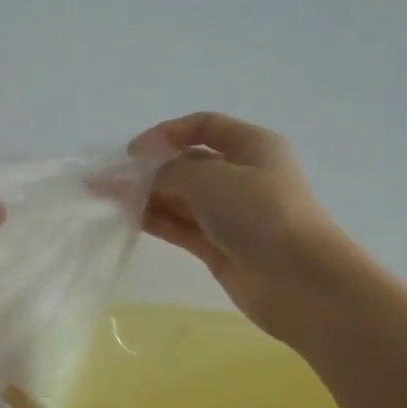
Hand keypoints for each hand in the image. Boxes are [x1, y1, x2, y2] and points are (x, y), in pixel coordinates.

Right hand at [129, 112, 345, 341]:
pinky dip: (156, 220)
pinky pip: (181, 226)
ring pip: (181, 197)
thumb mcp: (212, 179)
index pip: (203, 126)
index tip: (132, 152)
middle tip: (106, 180)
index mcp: (252, 145)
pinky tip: (128, 218)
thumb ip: (170, 173)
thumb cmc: (261, 214)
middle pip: (187, 164)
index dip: (166, 133)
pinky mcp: (220, 247)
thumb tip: (145, 180)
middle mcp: (242, 176)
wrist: (300, 281)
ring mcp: (231, 214)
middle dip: (148, 169)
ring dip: (146, 196)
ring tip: (107, 199)